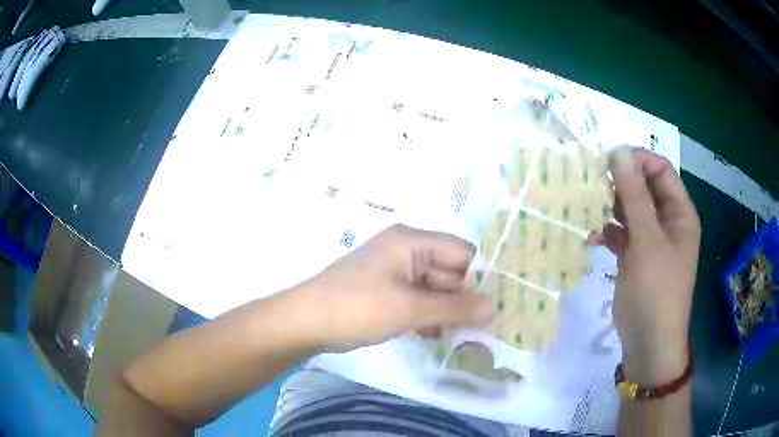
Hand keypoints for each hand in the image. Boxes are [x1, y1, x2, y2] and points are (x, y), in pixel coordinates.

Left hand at [294, 225, 493, 351]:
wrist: (305, 322)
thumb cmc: (357, 307)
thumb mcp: (409, 309)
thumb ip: (454, 308)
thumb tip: (494, 307)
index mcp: (411, 241)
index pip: (461, 252)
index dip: (482, 276)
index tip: (501, 303)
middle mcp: (406, 251)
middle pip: (449, 273)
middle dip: (465, 300)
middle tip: (487, 328)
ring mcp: (394, 274)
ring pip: (434, 291)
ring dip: (447, 312)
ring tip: (468, 337)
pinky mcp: (386, 293)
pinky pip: (417, 301)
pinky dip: (428, 318)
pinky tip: (437, 337)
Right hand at [598, 148, 700, 384]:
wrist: (648, 345)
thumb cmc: (656, 292)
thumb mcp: (647, 242)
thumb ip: (634, 197)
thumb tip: (619, 153)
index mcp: (679, 213)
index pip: (660, 170)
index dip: (637, 161)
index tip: (607, 163)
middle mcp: (667, 222)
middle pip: (643, 188)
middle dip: (619, 184)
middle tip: (590, 185)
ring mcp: (651, 241)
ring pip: (630, 210)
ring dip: (609, 208)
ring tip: (586, 209)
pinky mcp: (636, 258)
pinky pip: (621, 234)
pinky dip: (607, 232)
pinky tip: (590, 238)